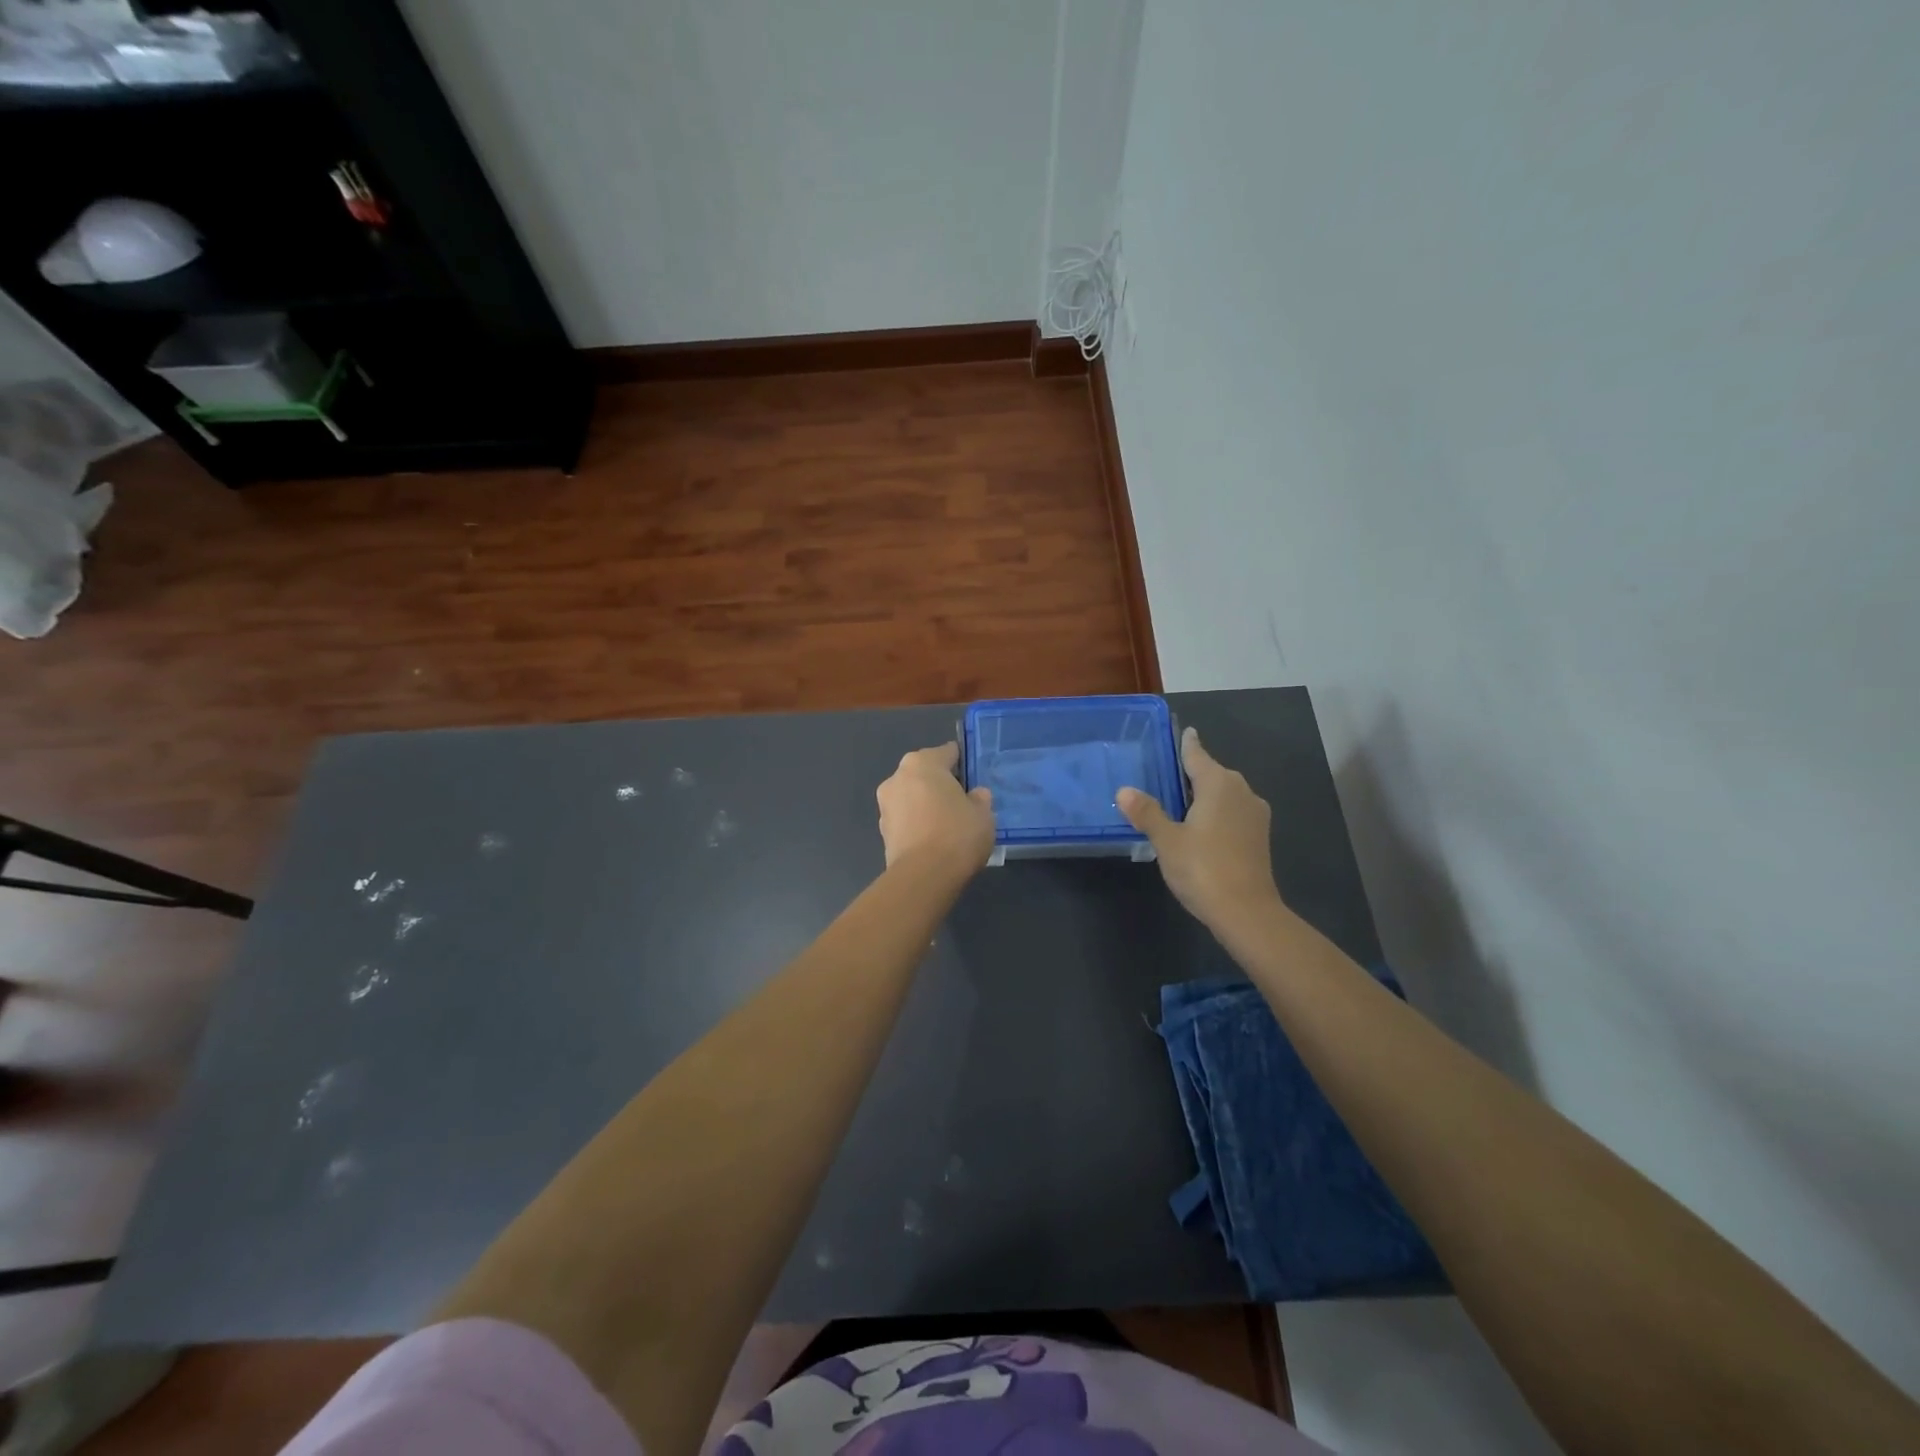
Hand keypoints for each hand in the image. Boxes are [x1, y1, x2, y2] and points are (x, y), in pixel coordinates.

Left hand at [877, 743, 995, 870]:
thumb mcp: (983, 813)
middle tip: (962, 801)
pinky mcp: (882, 831)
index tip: (974, 777)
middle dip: (941, 784)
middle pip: (925, 774)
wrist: (923, 876)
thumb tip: (974, 795)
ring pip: (912, 797)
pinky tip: (934, 840)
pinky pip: (906, 819)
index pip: (947, 752)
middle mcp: (898, 777)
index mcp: (922, 763)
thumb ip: (979, 798)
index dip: (962, 763)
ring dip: (926, 804)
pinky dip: (918, 824)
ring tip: (948, 824)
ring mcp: (885, 805)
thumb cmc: (957, 834)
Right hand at [1118, 727, 1282, 929]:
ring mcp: (1254, 815)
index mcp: (1218, 785)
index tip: (1185, 731)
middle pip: (1214, 773)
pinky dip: (1216, 812)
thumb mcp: (1167, 840)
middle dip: (1194, 771)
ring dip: (1206, 794)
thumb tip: (1124, 791)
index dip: (1187, 744)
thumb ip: (1147, 813)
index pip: (1197, 755)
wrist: (1247, 912)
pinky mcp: (1258, 837)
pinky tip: (1200, 826)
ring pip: (1226, 794)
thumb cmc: (1203, 869)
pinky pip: (1233, 812)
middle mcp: (1241, 792)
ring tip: (1179, 799)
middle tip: (1167, 771)